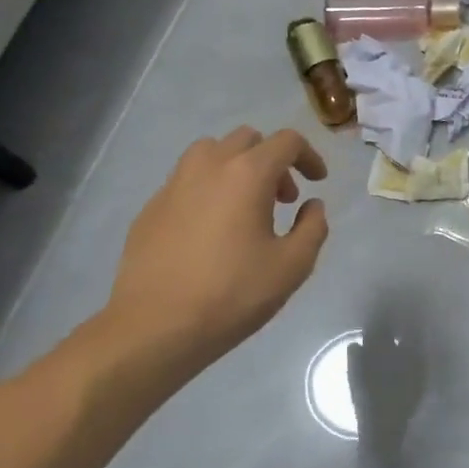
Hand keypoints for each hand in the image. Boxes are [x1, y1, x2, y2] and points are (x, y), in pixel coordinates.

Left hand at [96, 127, 329, 391]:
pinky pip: (186, 180)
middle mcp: (208, 166)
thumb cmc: (233, 294)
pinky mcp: (150, 207)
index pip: (286, 141)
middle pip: (247, 139)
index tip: (318, 181)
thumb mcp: (293, 266)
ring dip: (236, 167)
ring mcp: (173, 185)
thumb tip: (311, 205)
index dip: (309, 156)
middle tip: (283, 199)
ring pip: (210, 152)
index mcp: (247, 174)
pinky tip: (211, 229)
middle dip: (272, 160)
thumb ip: (313, 227)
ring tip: (244, 205)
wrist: (156, 327)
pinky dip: (208, 189)